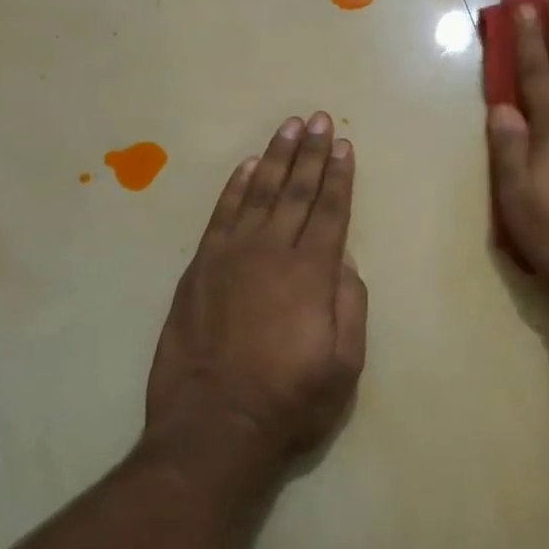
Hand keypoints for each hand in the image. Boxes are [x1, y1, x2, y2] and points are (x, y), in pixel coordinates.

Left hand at [144, 113, 367, 475]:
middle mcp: (271, 253)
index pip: (330, 211)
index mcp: (312, 273)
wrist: (214, 428)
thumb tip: (342, 258)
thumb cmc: (291, 400)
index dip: (339, 176)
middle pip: (295, 192)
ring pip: (258, 194)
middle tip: (317, 119)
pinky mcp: (198, 270)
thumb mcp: (345, 362)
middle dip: (310, 154)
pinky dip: (234, 188)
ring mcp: (229, 258)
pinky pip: (220, 217)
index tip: (343, 144)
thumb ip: (350, 303)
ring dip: (275, 159)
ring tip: (288, 128)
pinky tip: (247, 168)